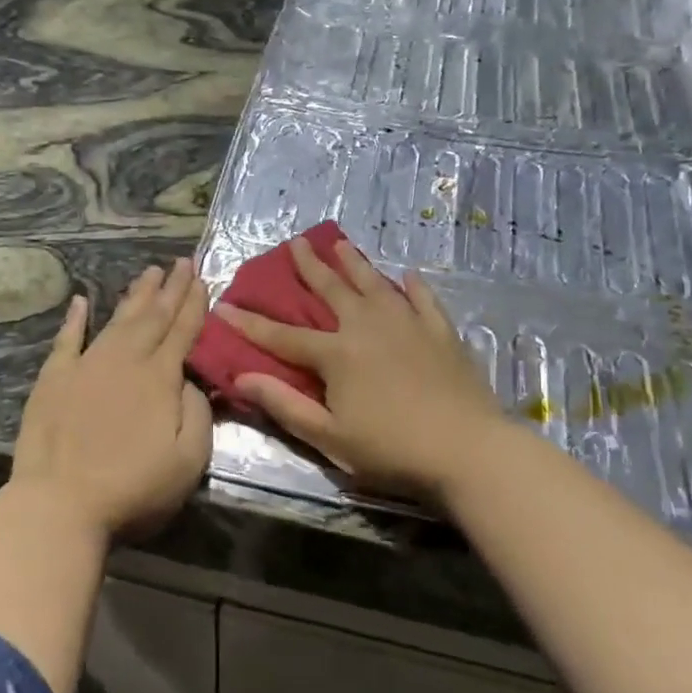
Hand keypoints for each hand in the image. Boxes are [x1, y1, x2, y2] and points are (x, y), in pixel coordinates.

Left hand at [11, 259, 213, 539]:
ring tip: (149, 272)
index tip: (202, 278)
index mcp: (160, 378)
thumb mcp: (189, 460)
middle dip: (170, 289)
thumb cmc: (133, 488)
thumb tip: (188, 379)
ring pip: (116, 320)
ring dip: (135, 296)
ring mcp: (86, 366)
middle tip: (181, 262)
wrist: (60, 504)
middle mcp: (125, 361)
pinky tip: (80, 301)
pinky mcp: (53, 380)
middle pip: (152, 317)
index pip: (183, 332)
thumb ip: (197, 413)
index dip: (194, 304)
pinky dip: (75, 319)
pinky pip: (67, 339)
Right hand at [218, 238, 504, 502]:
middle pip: (331, 291)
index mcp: (337, 354)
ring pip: (374, 284)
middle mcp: (368, 327)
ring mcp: (408, 324)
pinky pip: (423, 300)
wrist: (467, 449)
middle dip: (309, 267)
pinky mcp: (441, 332)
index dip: (250, 322)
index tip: (224, 304)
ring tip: (341, 243)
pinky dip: (413, 286)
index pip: (282, 335)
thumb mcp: (329, 436)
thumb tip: (242, 376)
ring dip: (355, 263)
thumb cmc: (391, 450)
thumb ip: (285, 405)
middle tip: (295, 242)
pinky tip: (408, 276)